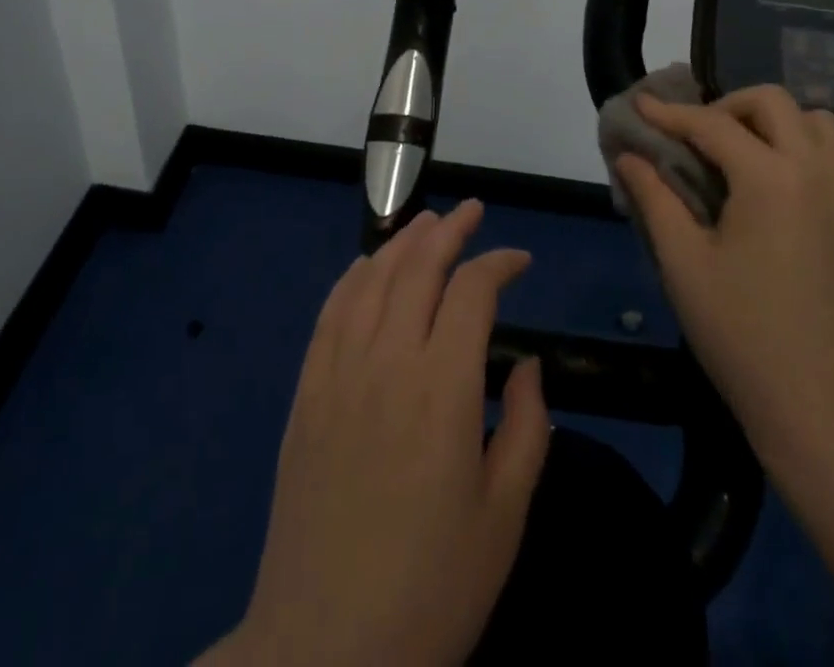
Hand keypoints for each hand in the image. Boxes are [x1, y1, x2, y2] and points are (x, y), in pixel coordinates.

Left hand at [208, 200, 550, 666]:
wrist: (323, 652)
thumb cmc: (430, 590)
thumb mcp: (504, 518)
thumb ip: (527, 429)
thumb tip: (527, 364)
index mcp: (444, 389)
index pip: (473, 291)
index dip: (500, 262)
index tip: (521, 260)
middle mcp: (388, 362)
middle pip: (418, 266)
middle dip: (449, 229)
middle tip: (471, 211)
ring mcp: (339, 373)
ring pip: (371, 279)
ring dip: (401, 241)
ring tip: (426, 222)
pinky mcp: (306, 394)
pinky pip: (329, 314)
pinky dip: (352, 277)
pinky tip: (365, 265)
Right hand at [614, 87, 833, 462]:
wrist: (820, 407)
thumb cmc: (740, 333)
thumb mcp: (683, 263)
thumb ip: (654, 197)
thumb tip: (629, 156)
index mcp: (770, 179)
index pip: (712, 124)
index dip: (670, 112)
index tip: (641, 104)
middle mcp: (817, 174)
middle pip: (774, 102)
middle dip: (728, 105)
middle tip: (697, 134)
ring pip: (817, 125)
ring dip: (774, 123)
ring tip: (742, 154)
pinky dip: (800, 154)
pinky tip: (774, 195)